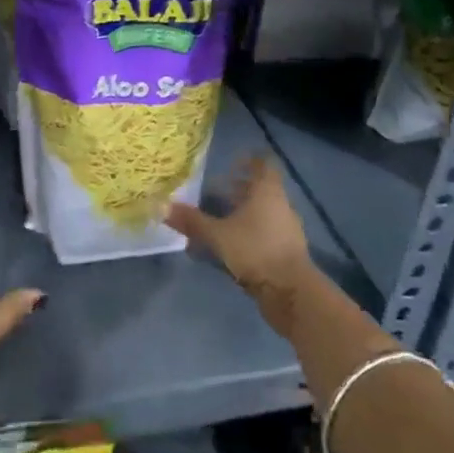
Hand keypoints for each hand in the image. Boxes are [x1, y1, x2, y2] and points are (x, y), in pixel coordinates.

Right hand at [166, 155, 318, 331]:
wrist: (291, 292)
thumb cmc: (255, 250)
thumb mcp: (218, 235)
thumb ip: (192, 221)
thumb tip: (162, 206)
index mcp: (267, 191)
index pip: (264, 164)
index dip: (249, 160)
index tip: (231, 163)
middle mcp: (280, 205)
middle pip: (261, 188)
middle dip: (238, 189)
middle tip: (214, 192)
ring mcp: (286, 229)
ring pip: (263, 211)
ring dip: (243, 212)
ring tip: (219, 219)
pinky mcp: (287, 251)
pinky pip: (266, 232)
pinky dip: (249, 232)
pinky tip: (231, 245)